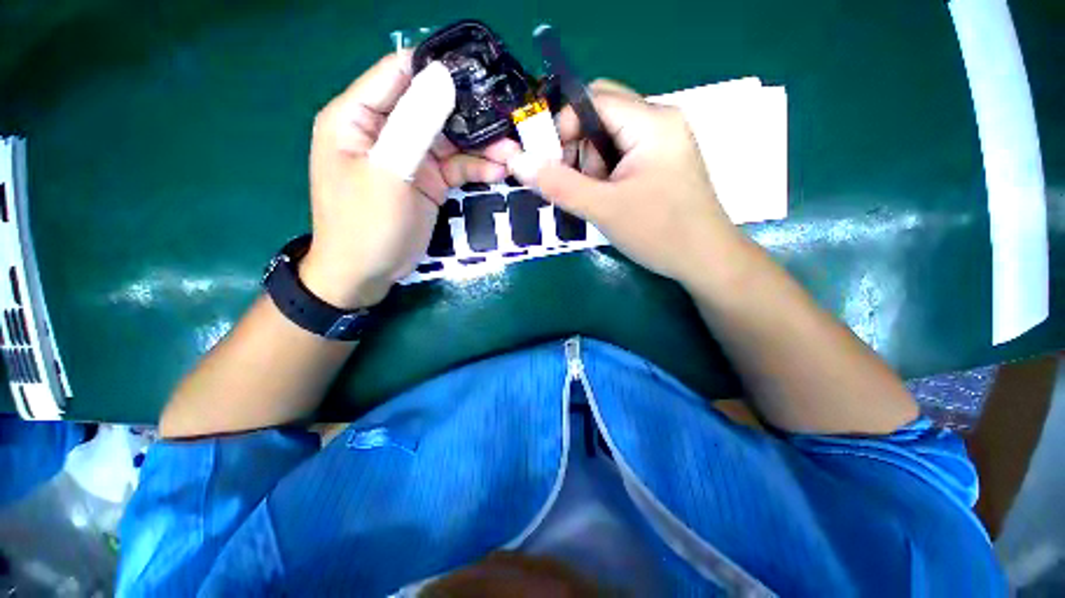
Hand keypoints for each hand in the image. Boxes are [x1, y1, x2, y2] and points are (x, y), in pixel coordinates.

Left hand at [301, 52, 519, 307]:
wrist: (367, 273)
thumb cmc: (367, 223)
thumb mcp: (389, 172)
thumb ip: (415, 124)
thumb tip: (442, 76)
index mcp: (358, 116)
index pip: (399, 73)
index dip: (437, 70)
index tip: (480, 73)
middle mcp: (385, 130)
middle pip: (433, 107)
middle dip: (471, 113)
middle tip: (509, 118)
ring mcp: (411, 157)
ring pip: (451, 140)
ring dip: (482, 146)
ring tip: (513, 153)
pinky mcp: (429, 181)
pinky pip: (457, 167)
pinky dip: (477, 169)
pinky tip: (499, 172)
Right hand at [507, 81, 739, 286]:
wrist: (705, 261)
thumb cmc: (660, 233)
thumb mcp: (603, 208)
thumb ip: (558, 184)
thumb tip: (516, 162)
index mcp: (652, 121)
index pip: (592, 99)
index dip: (562, 126)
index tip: (547, 163)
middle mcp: (659, 121)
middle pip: (600, 114)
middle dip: (576, 147)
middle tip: (571, 182)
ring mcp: (662, 142)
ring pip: (608, 136)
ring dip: (589, 164)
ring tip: (595, 197)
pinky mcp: (660, 162)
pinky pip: (620, 154)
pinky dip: (603, 172)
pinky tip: (606, 197)